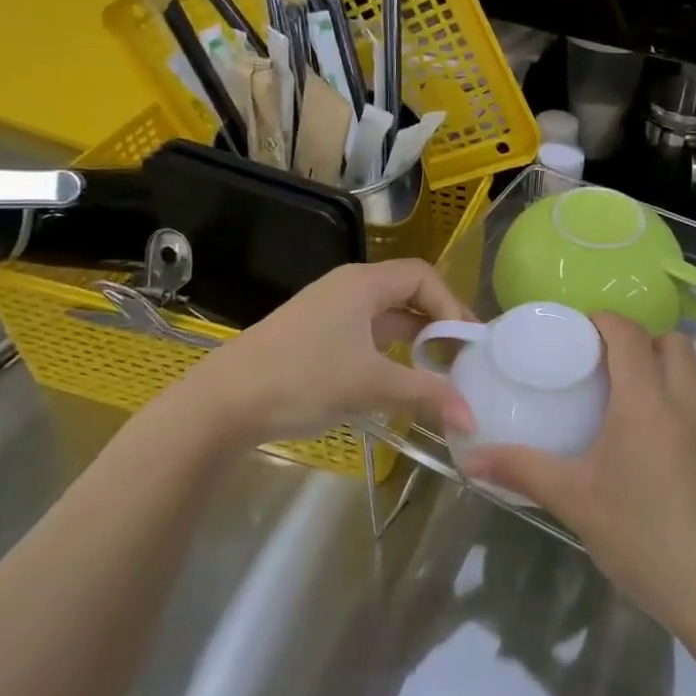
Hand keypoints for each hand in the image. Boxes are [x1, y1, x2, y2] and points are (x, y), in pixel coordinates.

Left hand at [146, 260, 476, 454]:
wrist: (223, 402)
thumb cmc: (304, 379)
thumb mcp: (371, 386)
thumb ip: (426, 395)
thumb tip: (472, 418)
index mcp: (364, 283)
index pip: (424, 277)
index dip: (452, 305)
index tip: (468, 343)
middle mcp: (348, 287)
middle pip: (407, 292)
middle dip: (438, 322)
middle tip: (462, 356)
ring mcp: (328, 310)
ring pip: (386, 316)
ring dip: (414, 339)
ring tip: (438, 370)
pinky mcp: (314, 335)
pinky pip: (366, 332)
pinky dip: (389, 351)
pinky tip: (397, 379)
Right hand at [460, 314, 695, 635]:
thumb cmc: (641, 536)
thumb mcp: (574, 500)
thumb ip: (522, 470)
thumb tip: (471, 458)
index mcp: (646, 401)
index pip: (630, 334)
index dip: (605, 320)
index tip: (579, 330)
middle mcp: (687, 400)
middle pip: (672, 341)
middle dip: (640, 339)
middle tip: (606, 364)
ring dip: (667, 365)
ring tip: (633, 395)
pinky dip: (684, 396)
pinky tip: (662, 437)